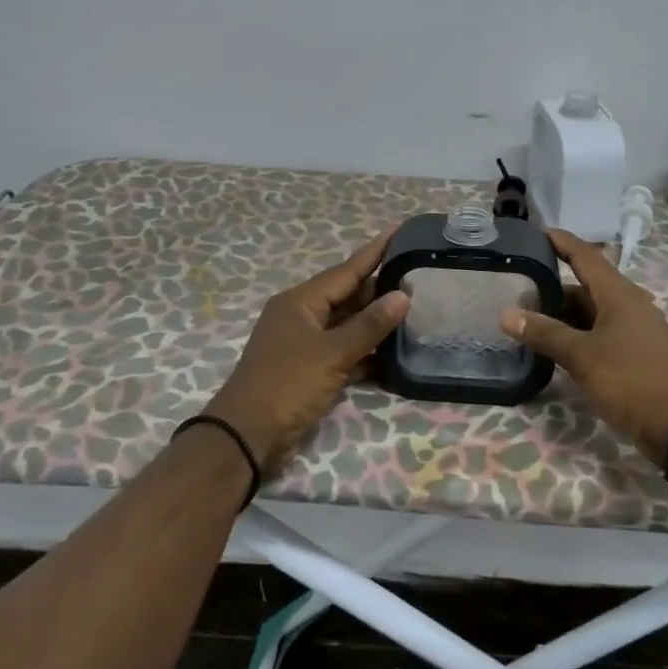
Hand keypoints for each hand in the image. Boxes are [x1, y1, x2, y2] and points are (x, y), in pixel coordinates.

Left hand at [204, 231, 409, 478]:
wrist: (248, 437)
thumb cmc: (287, 385)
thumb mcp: (332, 353)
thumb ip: (369, 325)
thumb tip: (402, 295)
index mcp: (300, 302)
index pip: (346, 270)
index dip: (374, 252)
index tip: (399, 231)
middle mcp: (302, 317)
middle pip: (348, 296)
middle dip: (380, 289)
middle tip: (419, 276)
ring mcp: (306, 346)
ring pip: (348, 325)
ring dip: (376, 322)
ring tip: (416, 310)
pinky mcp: (311, 372)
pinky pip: (345, 352)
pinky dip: (366, 352)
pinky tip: (395, 353)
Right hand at [500, 229, 667, 462]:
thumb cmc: (631, 379)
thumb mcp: (582, 356)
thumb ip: (545, 333)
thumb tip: (506, 314)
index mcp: (619, 294)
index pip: (585, 256)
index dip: (561, 242)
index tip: (536, 231)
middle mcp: (627, 305)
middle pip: (585, 286)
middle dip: (552, 288)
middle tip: (517, 291)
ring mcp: (632, 330)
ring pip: (591, 313)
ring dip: (562, 315)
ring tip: (527, 320)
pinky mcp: (633, 354)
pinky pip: (598, 334)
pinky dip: (575, 335)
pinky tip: (554, 347)